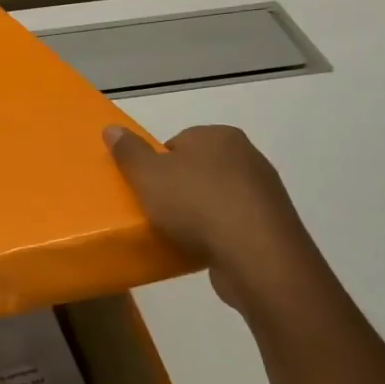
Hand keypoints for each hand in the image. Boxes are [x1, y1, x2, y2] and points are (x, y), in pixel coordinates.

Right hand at [104, 124, 315, 307]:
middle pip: (198, 169)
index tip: (146, 190)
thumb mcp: (147, 175)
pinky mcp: (274, 225)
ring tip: (180, 235)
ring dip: (201, 213)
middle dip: (179, 188)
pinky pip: (235, 223)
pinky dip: (220, 233)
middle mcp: (247, 155)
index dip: (157, 166)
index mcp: (218, 135)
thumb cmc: (196, 204)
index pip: (177, 143)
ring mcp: (265, 191)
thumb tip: (111, 128)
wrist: (256, 255)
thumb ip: (128, 151)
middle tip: (158, 212)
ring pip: (218, 197)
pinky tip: (205, 249)